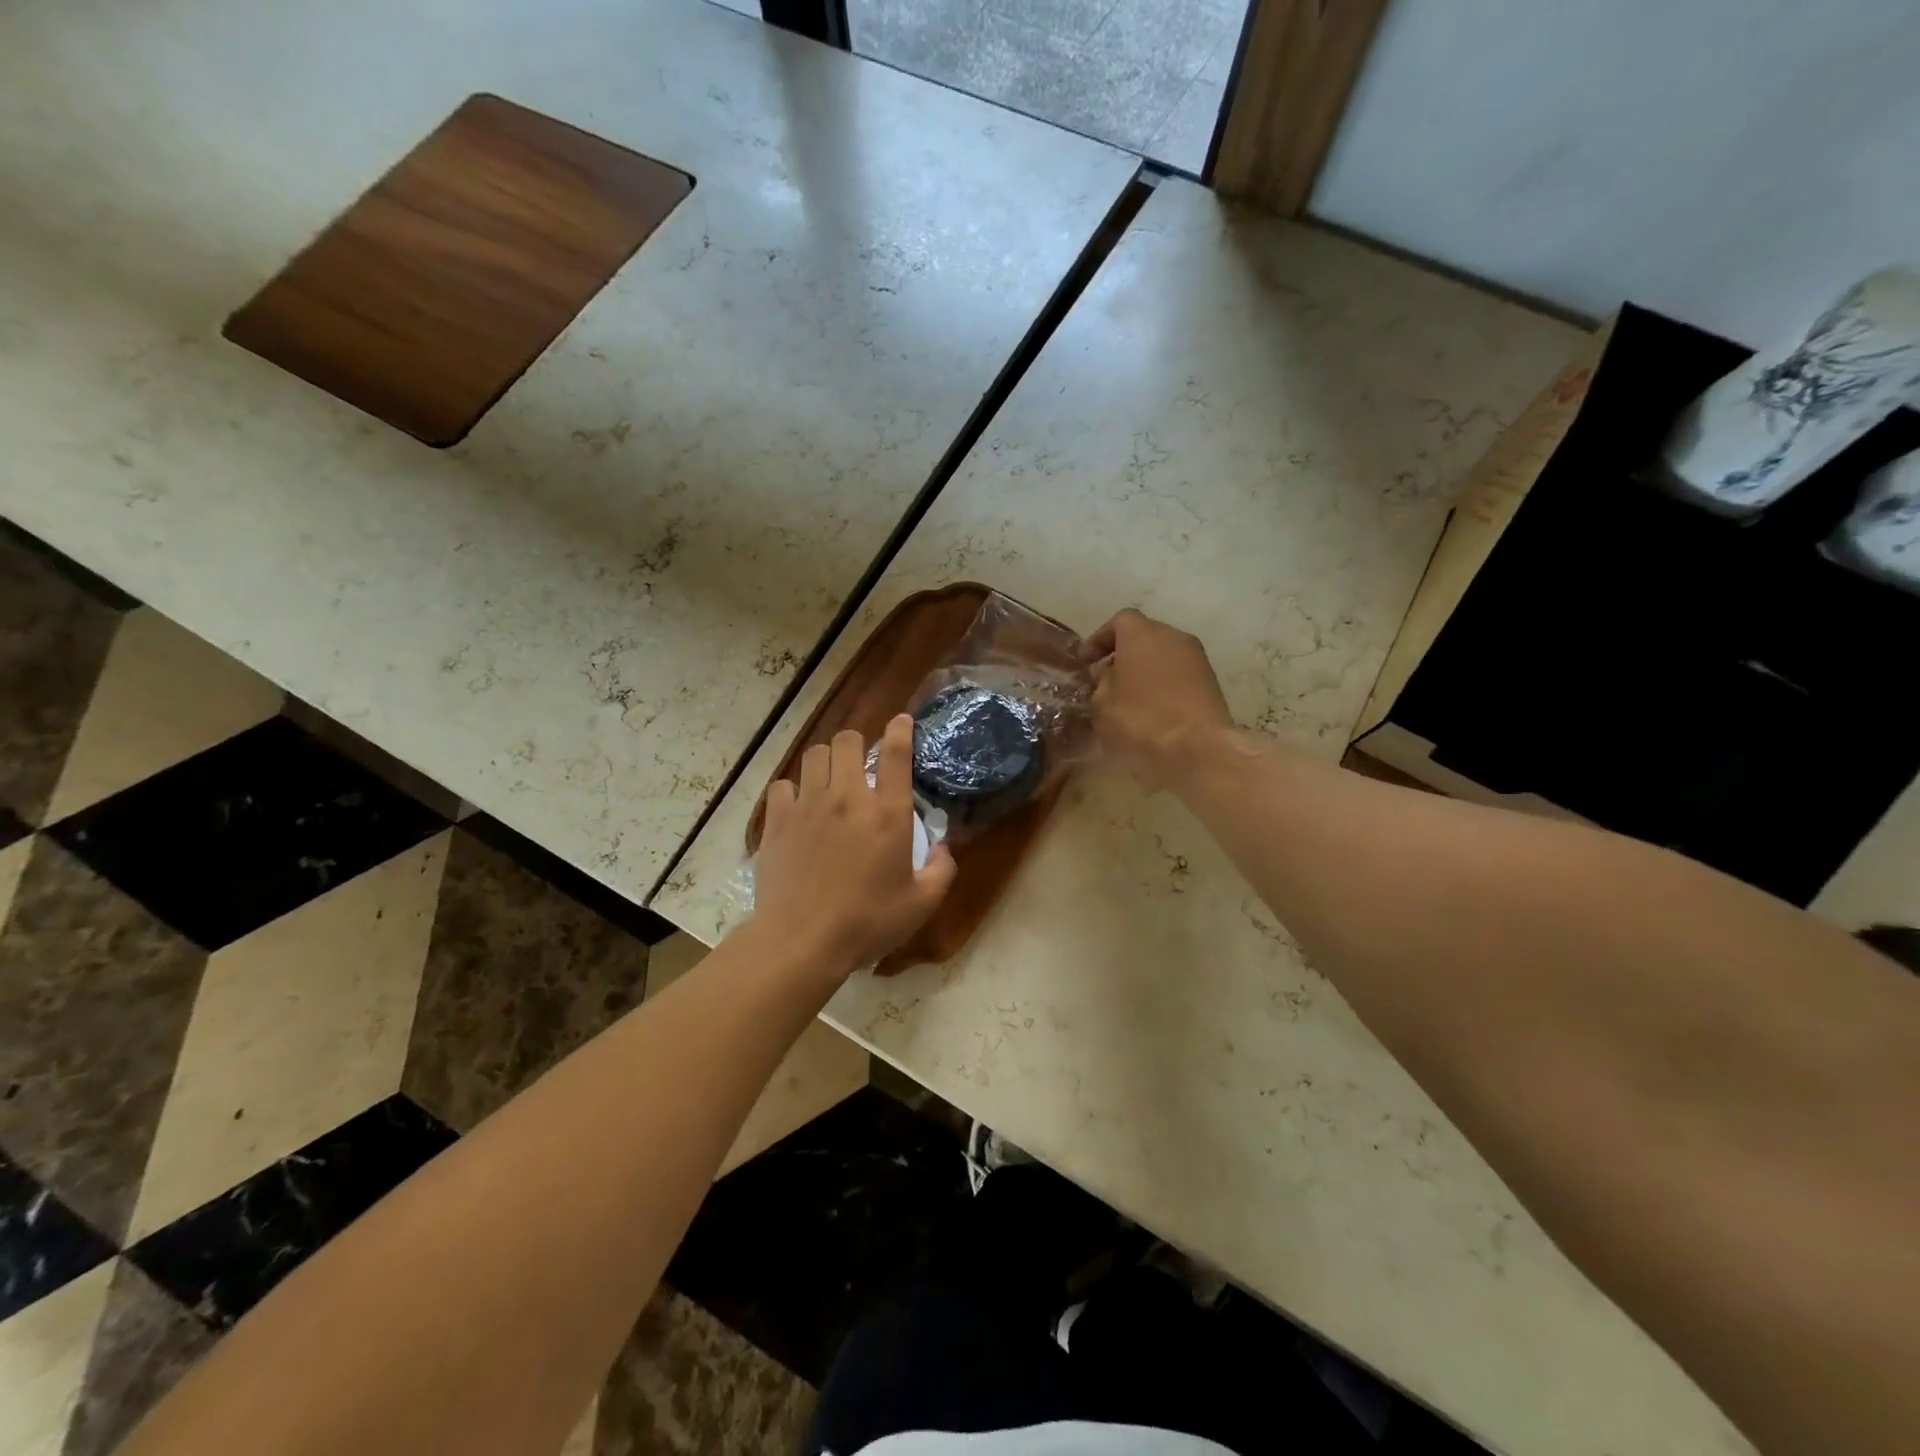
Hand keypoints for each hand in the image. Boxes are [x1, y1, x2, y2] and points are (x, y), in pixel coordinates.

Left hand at [753, 716, 956, 975]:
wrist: (802, 941)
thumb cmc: (867, 923)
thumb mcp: (920, 904)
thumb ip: (940, 870)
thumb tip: (943, 848)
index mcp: (887, 813)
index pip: (896, 753)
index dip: (900, 730)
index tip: (901, 721)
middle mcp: (848, 797)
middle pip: (847, 741)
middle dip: (857, 742)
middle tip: (861, 762)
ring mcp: (808, 806)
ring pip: (814, 755)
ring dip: (826, 760)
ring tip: (830, 778)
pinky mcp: (777, 821)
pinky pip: (783, 785)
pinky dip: (793, 789)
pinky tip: (798, 806)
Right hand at [1088, 608, 1234, 785]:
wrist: (1198, 748)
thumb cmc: (1141, 720)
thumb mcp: (1102, 705)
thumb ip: (1100, 685)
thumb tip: (1106, 678)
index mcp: (1142, 634)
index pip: (1119, 621)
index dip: (1100, 639)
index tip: (1086, 662)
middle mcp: (1172, 637)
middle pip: (1143, 636)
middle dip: (1123, 654)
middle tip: (1106, 680)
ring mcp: (1197, 658)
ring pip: (1163, 655)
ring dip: (1145, 670)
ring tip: (1129, 698)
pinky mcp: (1211, 682)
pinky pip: (1179, 674)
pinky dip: (1164, 684)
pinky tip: (1153, 710)